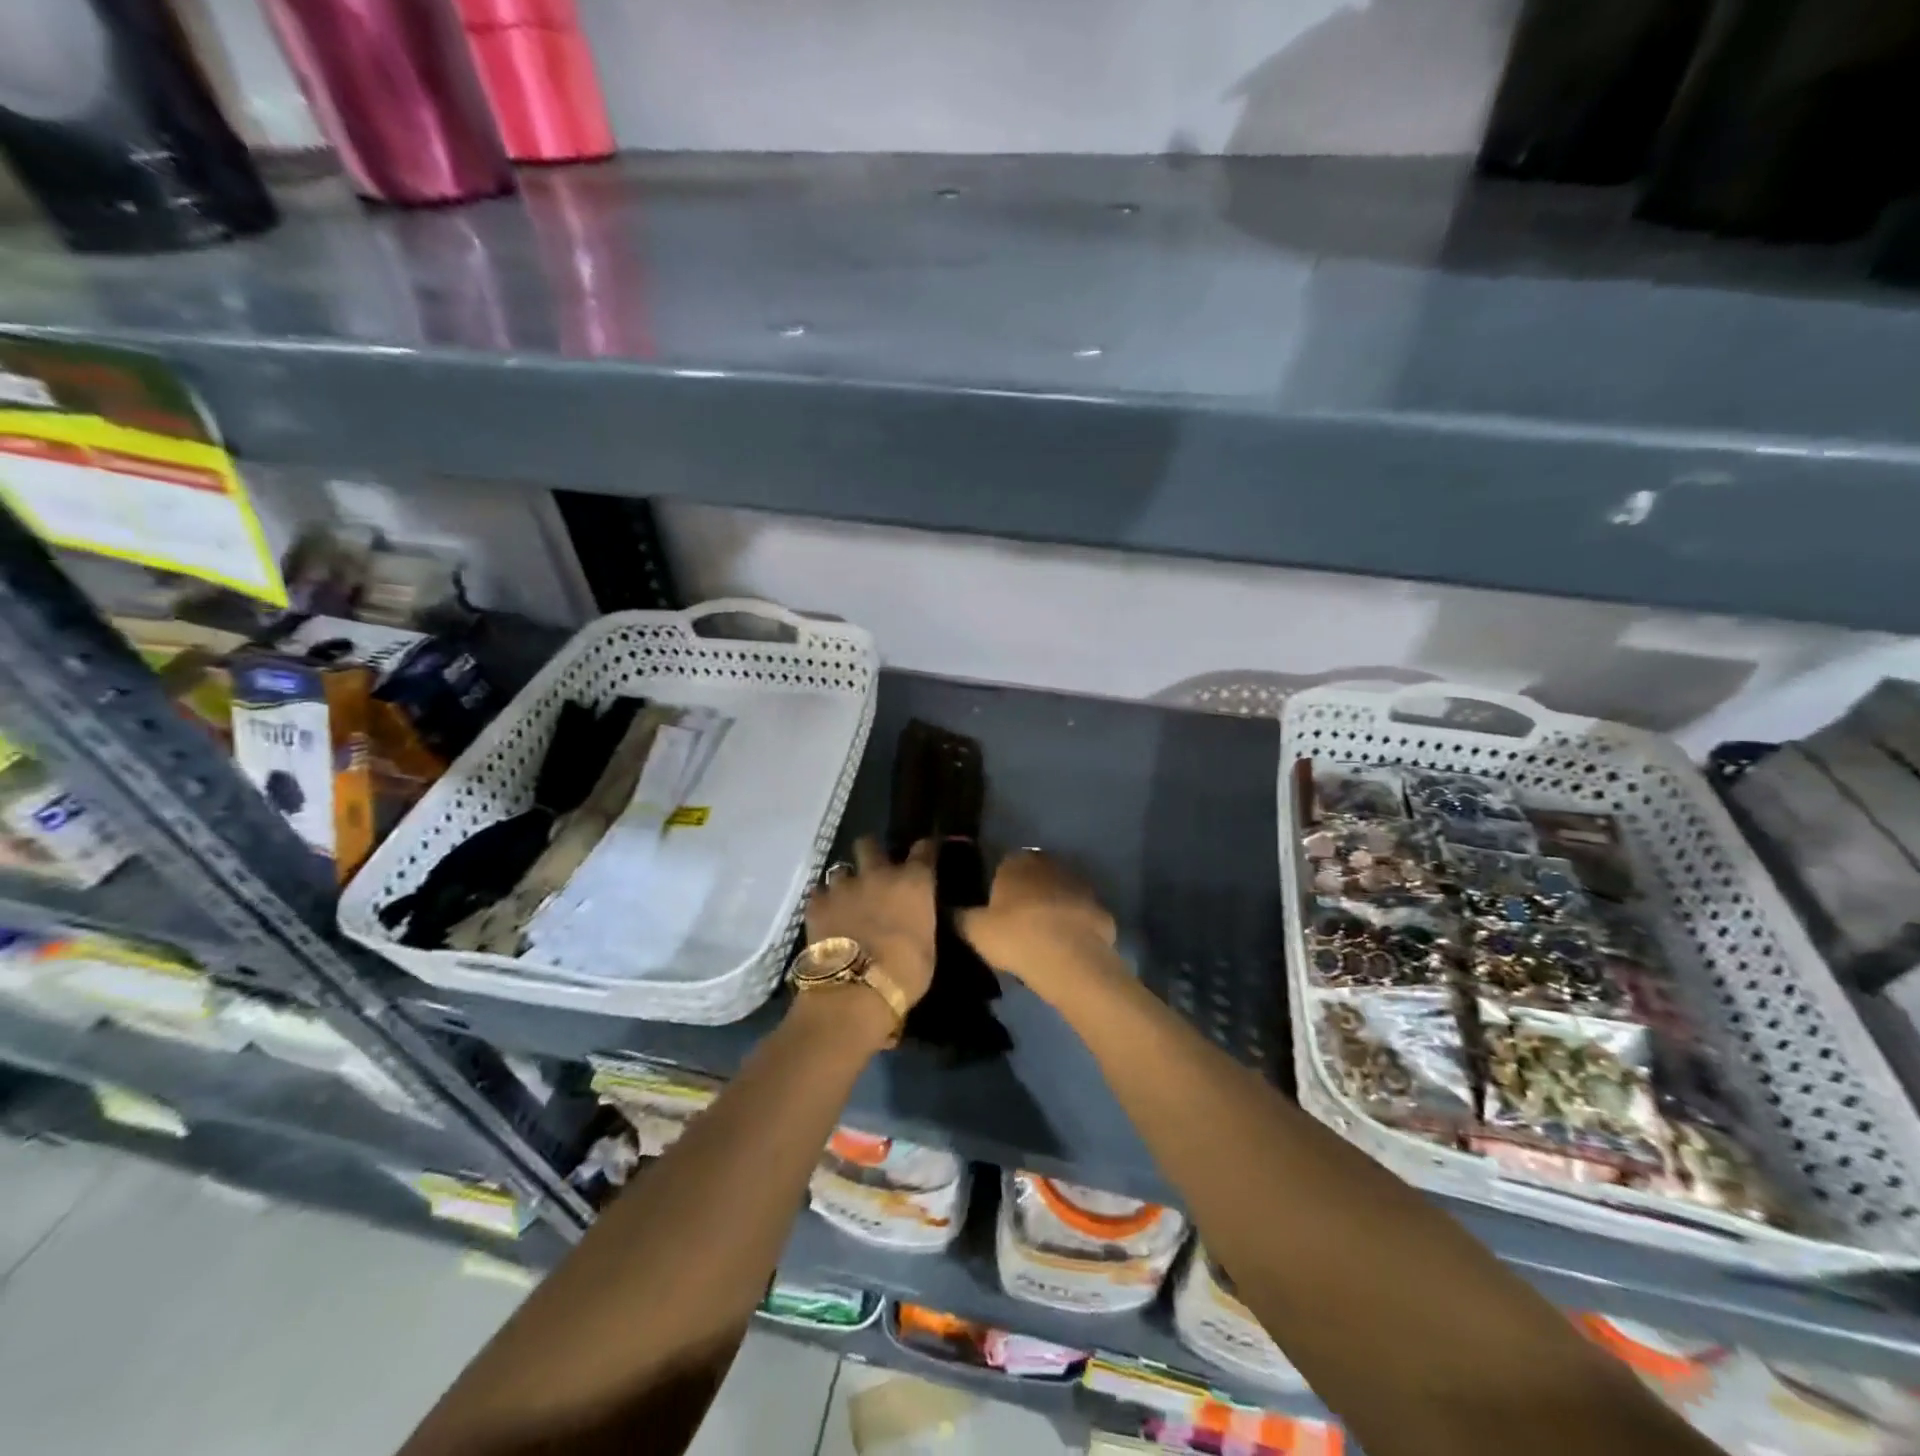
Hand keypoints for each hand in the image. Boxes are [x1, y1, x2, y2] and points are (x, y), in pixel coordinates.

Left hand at [804, 836, 936, 1009]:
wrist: (855, 991)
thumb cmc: (905, 973)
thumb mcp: (927, 946)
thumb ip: (920, 920)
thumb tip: (914, 917)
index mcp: (913, 882)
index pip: (924, 849)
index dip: (924, 849)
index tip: (924, 852)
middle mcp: (878, 873)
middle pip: (870, 844)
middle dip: (871, 851)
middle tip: (873, 869)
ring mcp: (843, 886)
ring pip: (840, 868)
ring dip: (844, 881)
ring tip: (845, 898)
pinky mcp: (816, 903)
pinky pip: (818, 893)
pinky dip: (823, 901)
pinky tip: (826, 915)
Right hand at [958, 850, 1119, 1005]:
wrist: (1070, 961)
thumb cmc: (1016, 937)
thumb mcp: (975, 931)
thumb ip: (959, 917)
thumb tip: (945, 909)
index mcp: (1017, 863)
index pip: (1004, 864)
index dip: (999, 886)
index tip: (995, 909)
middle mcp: (1050, 864)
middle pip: (1034, 876)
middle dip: (1027, 894)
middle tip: (1016, 924)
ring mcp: (1080, 885)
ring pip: (1060, 893)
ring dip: (1052, 908)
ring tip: (1041, 938)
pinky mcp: (1101, 908)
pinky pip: (1081, 916)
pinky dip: (1074, 927)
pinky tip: (1066, 948)